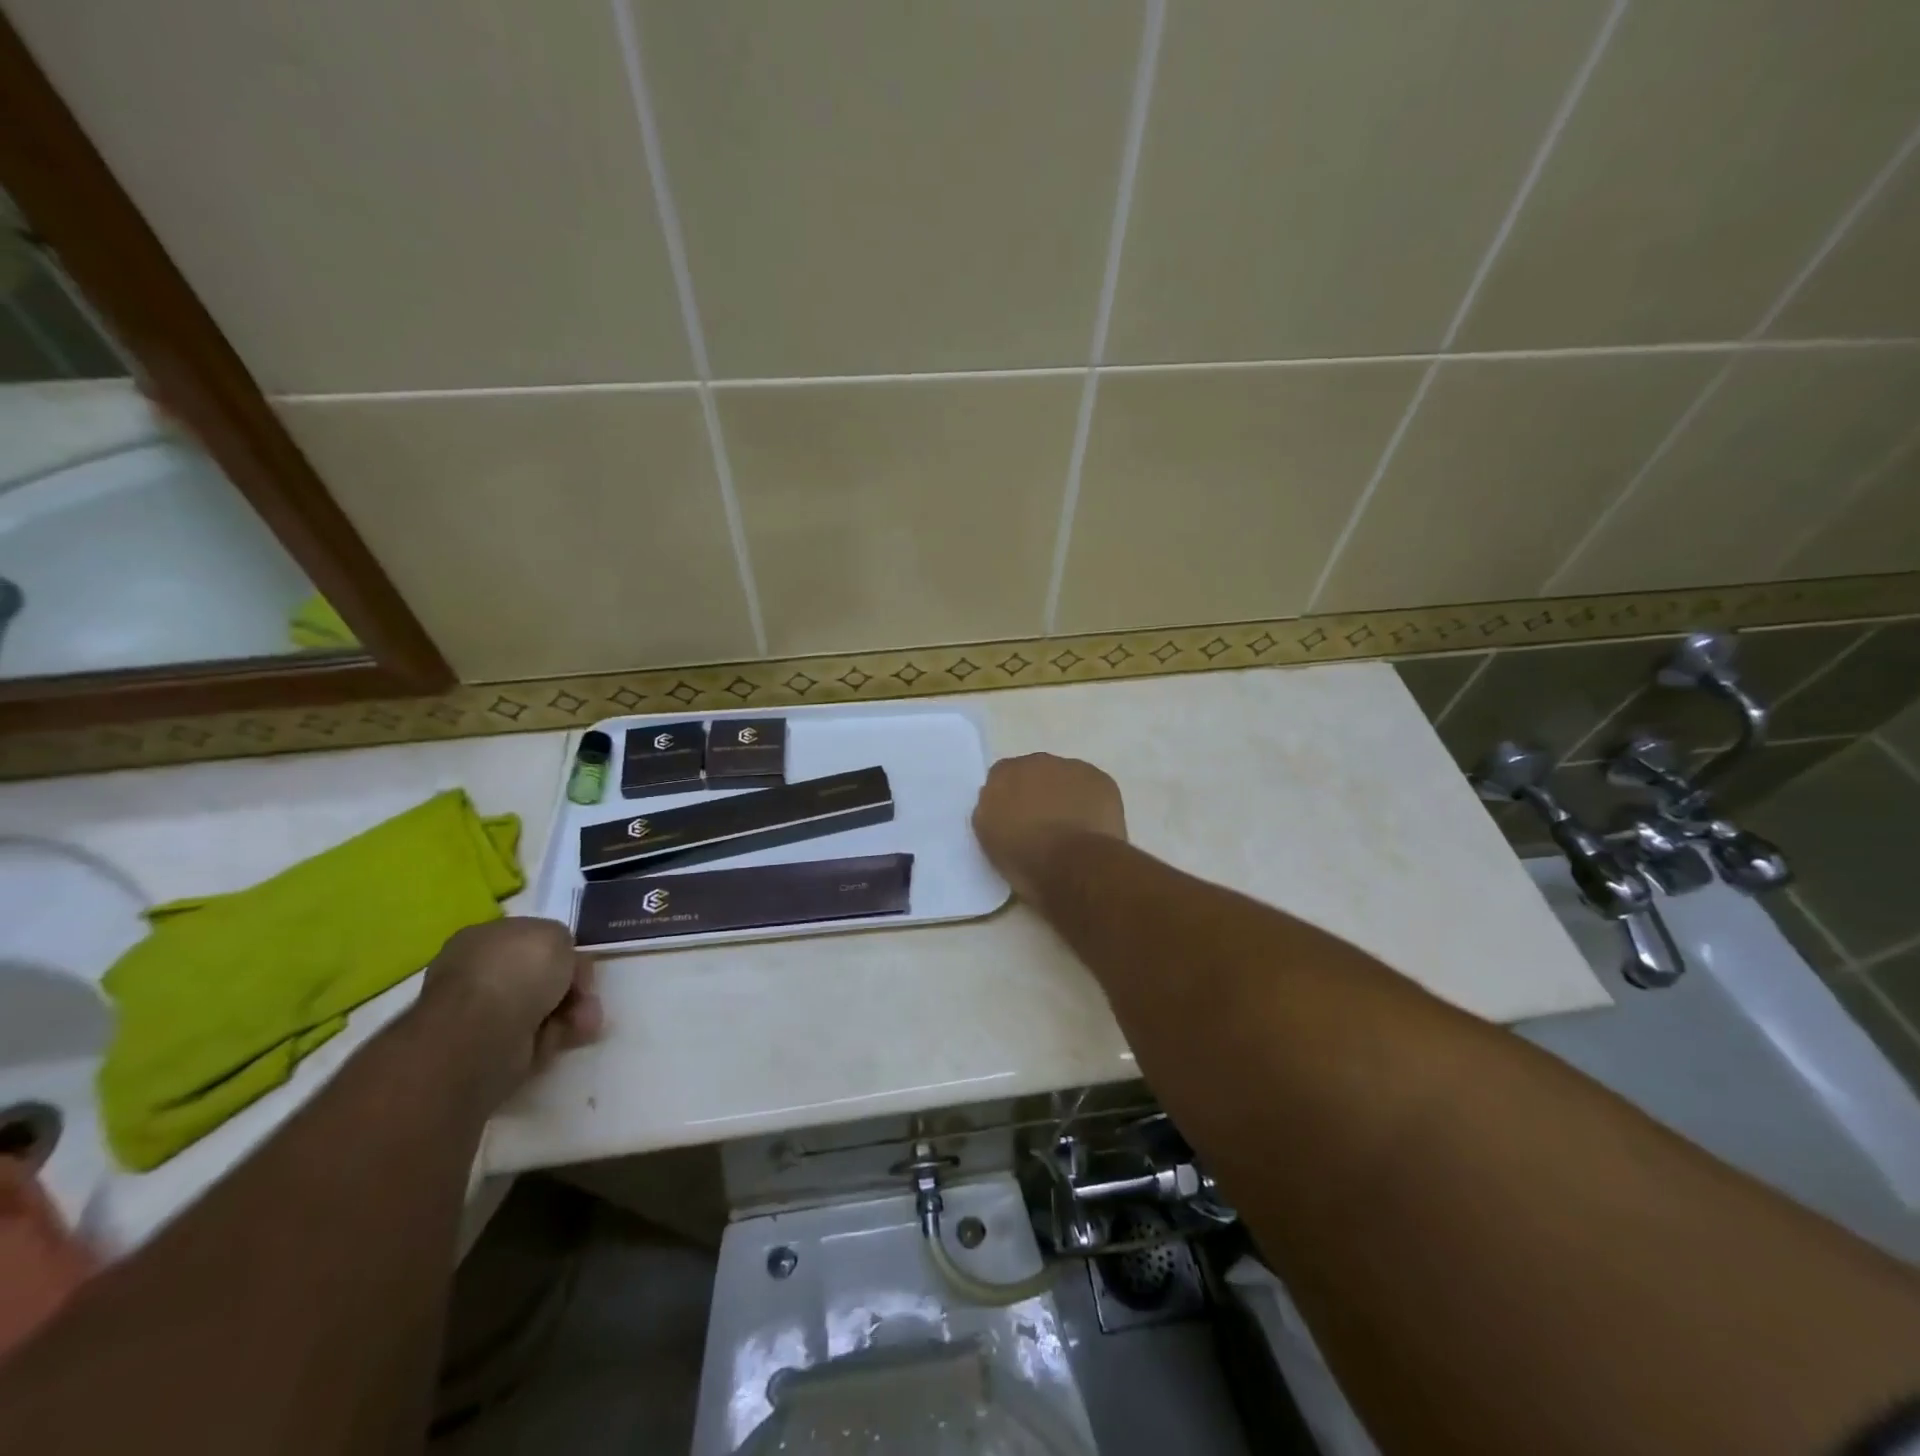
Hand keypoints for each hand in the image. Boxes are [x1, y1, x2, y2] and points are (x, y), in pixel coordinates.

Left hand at [419, 918, 603, 1105]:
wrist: (485, 1032)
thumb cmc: (517, 970)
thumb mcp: (555, 934)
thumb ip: (561, 941)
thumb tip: (561, 961)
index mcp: (483, 938)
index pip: (528, 940)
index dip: (560, 950)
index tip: (580, 962)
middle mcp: (479, 974)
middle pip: (540, 976)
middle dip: (571, 986)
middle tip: (587, 995)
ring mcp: (483, 1014)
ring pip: (543, 1008)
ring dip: (572, 1012)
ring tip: (585, 1021)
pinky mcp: (492, 1049)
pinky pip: (537, 1037)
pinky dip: (557, 1036)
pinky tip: (568, 1036)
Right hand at [972, 753, 1126, 903]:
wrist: (1074, 865)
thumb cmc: (1024, 858)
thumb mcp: (989, 839)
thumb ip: (991, 812)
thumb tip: (1002, 806)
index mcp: (1003, 774)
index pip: (1000, 778)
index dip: (1008, 800)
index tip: (1013, 821)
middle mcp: (1036, 761)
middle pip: (1035, 773)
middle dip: (1037, 793)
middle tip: (1041, 824)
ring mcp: (1072, 768)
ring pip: (1065, 779)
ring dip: (1065, 796)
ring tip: (1070, 828)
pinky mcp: (1101, 780)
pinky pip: (1092, 788)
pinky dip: (1091, 803)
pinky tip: (1091, 827)